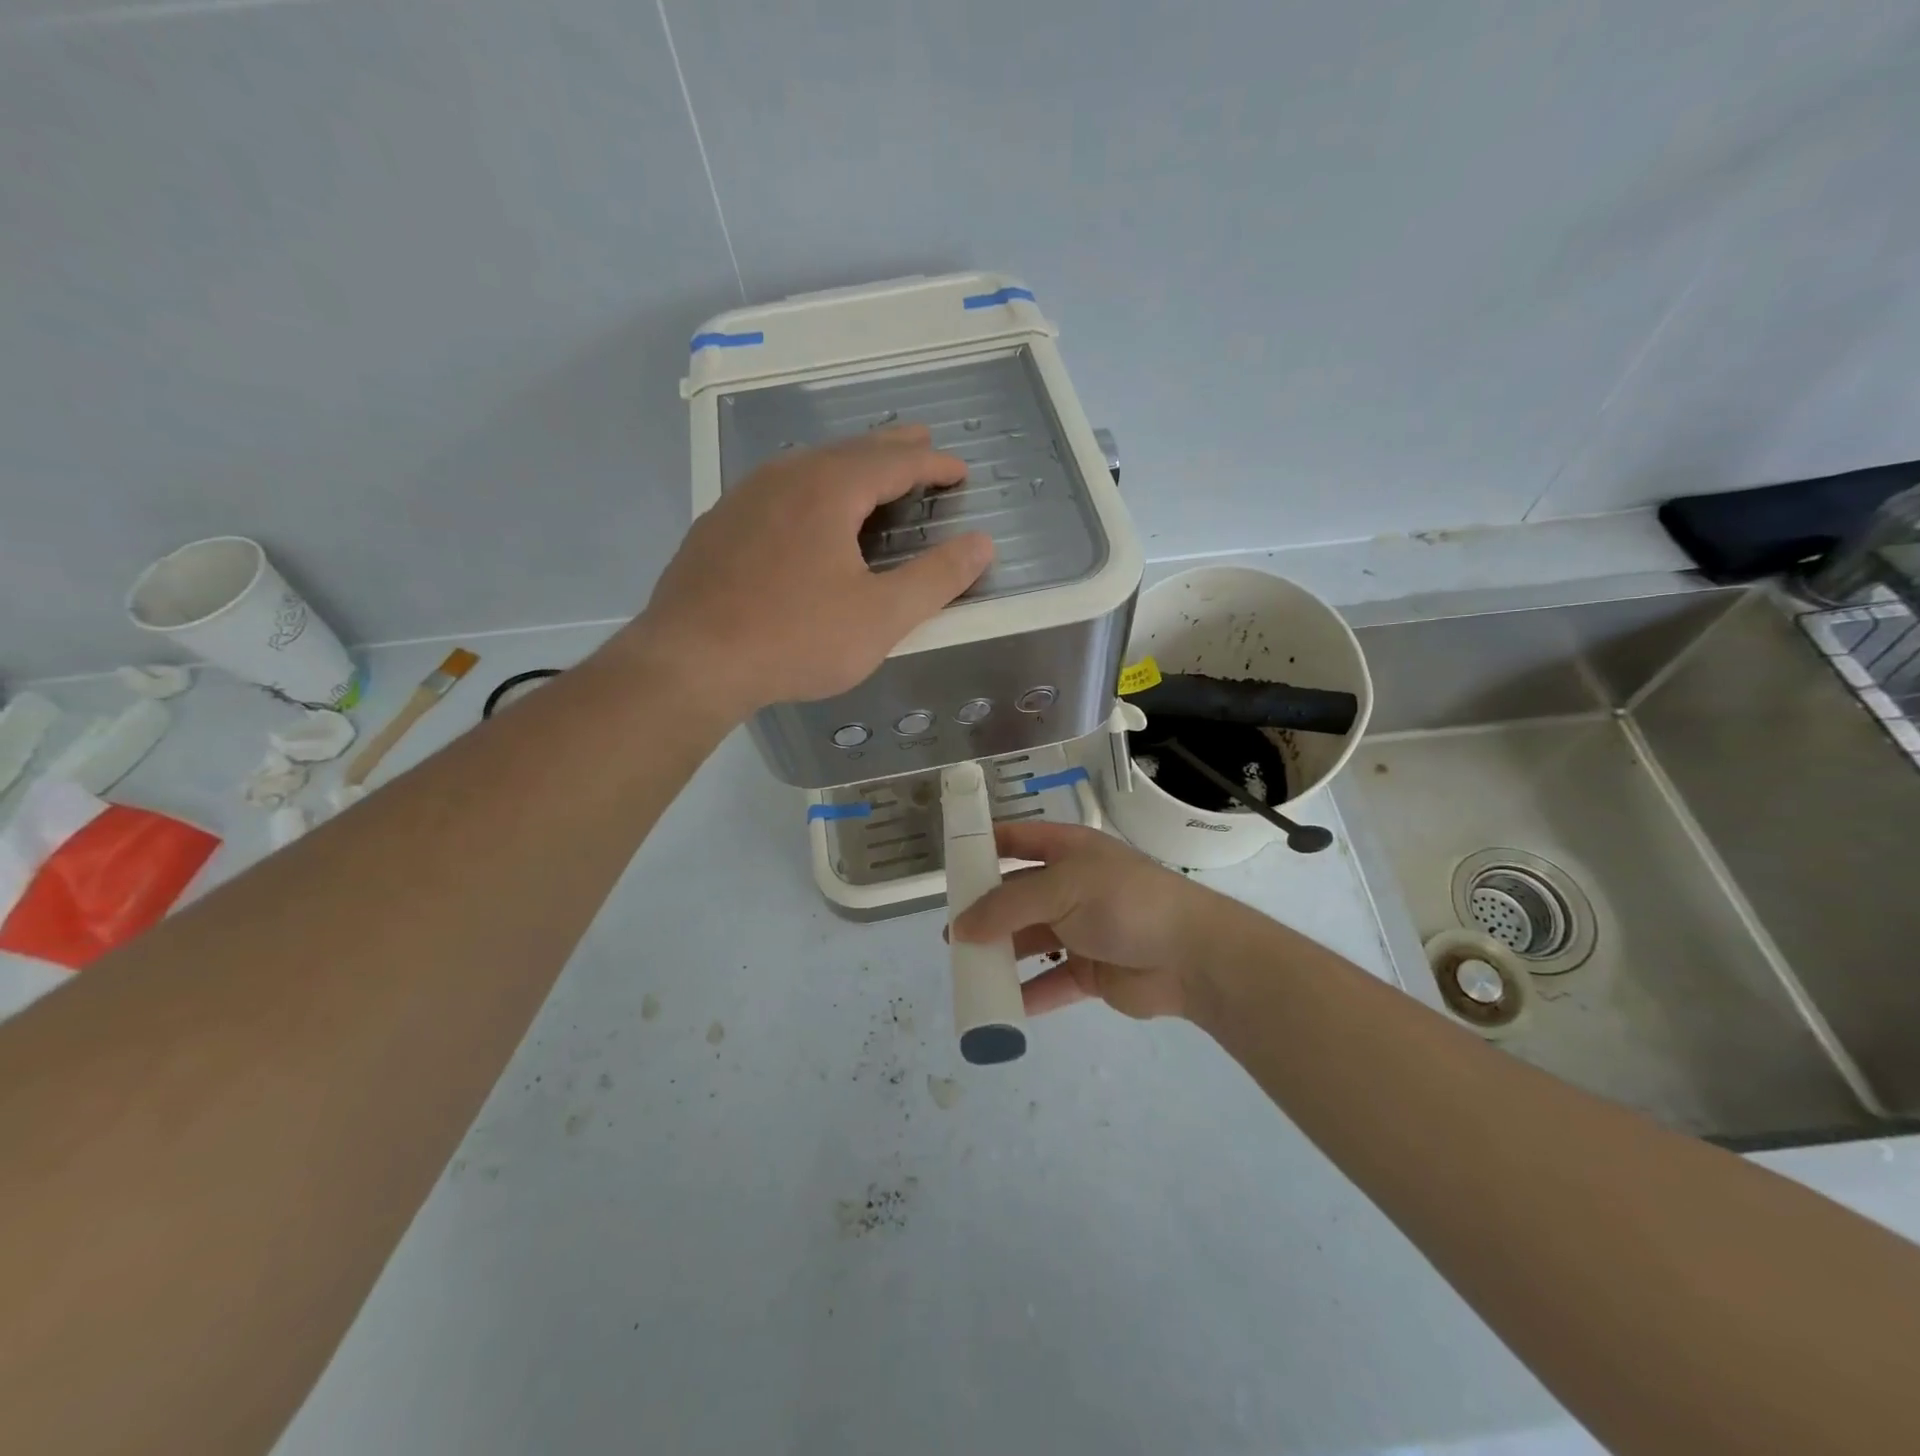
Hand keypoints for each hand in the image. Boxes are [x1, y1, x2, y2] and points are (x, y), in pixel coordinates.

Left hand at [628, 426, 992, 720]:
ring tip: (871, 472)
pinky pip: (778, 489)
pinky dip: (811, 488)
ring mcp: (744, 498)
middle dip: (892, 448)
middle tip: (922, 444)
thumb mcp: (881, 617)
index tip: (960, 469)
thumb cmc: (796, 638)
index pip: (894, 461)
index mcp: (829, 489)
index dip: (933, 463)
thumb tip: (982, 543)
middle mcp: (785, 478)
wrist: (692, 661)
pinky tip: (807, 511)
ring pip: (808, 465)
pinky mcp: (718, 525)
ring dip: (849, 464)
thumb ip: (936, 578)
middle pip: (850, 451)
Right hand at [950, 821, 1228, 1019]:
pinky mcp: (1091, 971)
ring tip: (967, 970)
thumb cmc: (1124, 903)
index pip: (1018, 839)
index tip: (951, 864)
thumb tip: (960, 927)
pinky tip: (1000, 1006)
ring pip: (1030, 940)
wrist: (1192, 956)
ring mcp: (1081, 930)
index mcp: (1068, 851)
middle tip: (952, 933)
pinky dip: (1027, 994)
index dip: (985, 846)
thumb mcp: (1061, 889)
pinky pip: (1050, 981)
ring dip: (1001, 955)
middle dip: (985, 912)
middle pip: (1017, 895)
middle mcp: (1071, 887)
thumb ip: (1008, 906)